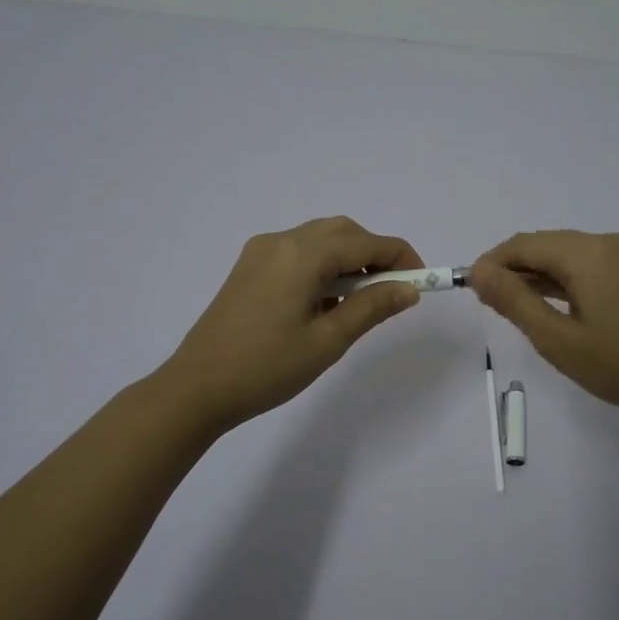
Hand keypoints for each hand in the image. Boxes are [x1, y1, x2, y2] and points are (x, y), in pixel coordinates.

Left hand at [158, 218, 424, 435]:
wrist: (197, 388)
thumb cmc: (266, 368)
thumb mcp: (328, 341)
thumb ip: (371, 308)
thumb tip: (409, 289)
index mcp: (302, 255)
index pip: (366, 242)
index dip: (400, 258)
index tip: (421, 283)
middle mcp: (281, 241)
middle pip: (342, 232)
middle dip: (375, 254)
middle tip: (394, 291)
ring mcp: (260, 252)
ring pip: (320, 239)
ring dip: (349, 259)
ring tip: (362, 300)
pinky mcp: (249, 267)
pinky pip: (298, 252)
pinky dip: (323, 266)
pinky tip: (327, 300)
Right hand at [467, 230, 618, 427]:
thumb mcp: (557, 339)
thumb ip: (514, 301)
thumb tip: (478, 271)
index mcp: (587, 253)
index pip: (524, 244)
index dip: (492, 263)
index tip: (470, 290)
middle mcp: (606, 243)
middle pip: (545, 245)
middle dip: (512, 269)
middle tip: (488, 304)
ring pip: (565, 256)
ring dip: (535, 276)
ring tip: (511, 308)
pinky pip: (586, 267)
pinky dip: (561, 281)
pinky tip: (547, 305)